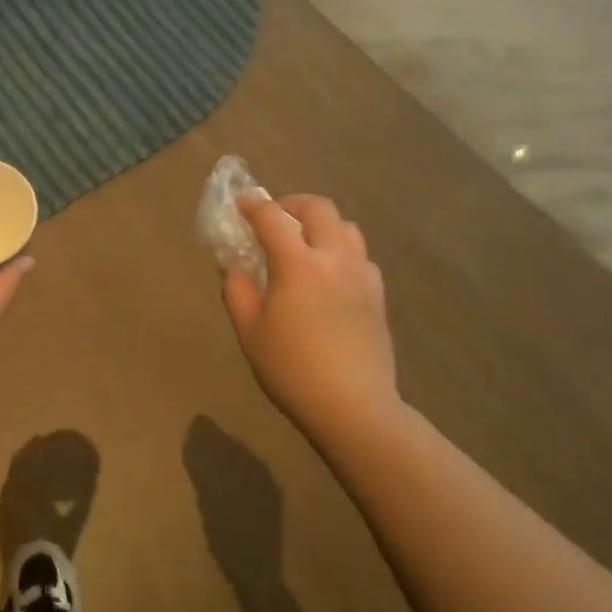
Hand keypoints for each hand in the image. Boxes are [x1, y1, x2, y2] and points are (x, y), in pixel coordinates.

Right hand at [220, 194, 396, 442]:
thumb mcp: (249, 332)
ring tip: (305, 243)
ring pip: (347, 228)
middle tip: (275, 218)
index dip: (253, 206)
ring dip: (322, 225)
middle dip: (292, 204)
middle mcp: (334, 259)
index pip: (272, 217)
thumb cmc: (292, 370)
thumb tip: (234, 267)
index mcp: (298, 265)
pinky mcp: (378, 295)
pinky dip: (342, 251)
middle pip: (319, 209)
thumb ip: (237, 291)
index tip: (240, 205)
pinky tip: (330, 275)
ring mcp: (361, 275)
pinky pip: (361, 256)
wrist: (353, 407)